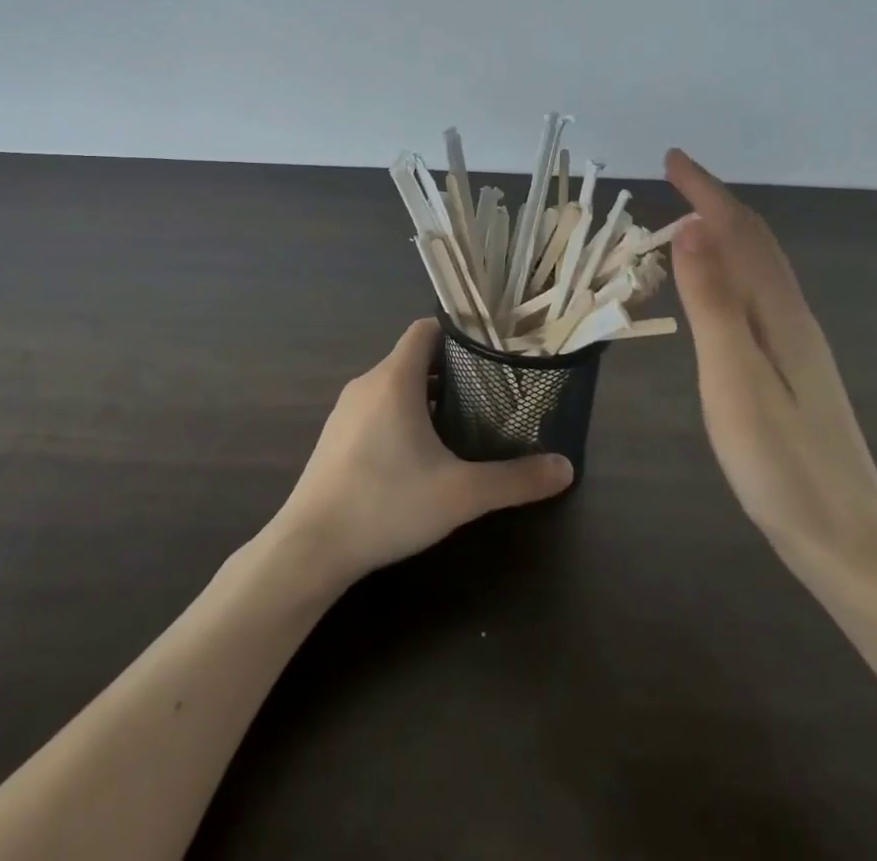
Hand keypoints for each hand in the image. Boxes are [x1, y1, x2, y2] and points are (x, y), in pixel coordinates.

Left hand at [268, 319, 574, 588]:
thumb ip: (515, 480)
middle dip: (452, 370)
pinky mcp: (335, 435)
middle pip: (414, 357)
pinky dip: (402, 414)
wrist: (310, 547)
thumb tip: (566, 468)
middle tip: (489, 391)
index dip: (459, 334)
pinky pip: (376, 407)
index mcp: (395, 379)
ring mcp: (346, 409)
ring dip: (427, 394)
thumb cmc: (386, 504)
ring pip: (394, 384)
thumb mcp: (461, 495)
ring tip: (463, 421)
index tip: (491, 351)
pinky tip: (420, 452)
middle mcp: (368, 383)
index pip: (426, 329)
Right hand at [665, 149, 876, 594]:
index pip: (741, 232)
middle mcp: (794, 318)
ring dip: (725, 234)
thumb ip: (713, 304)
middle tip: (675, 180)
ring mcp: (798, 346)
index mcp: (780, 314)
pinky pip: (758, 296)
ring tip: (688, 222)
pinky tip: (719, 290)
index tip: (672, 159)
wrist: (850, 543)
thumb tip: (692, 229)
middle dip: (716, 202)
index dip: (706, 191)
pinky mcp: (794, 371)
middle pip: (756, 243)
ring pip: (759, 269)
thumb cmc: (783, 465)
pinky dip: (732, 270)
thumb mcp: (734, 379)